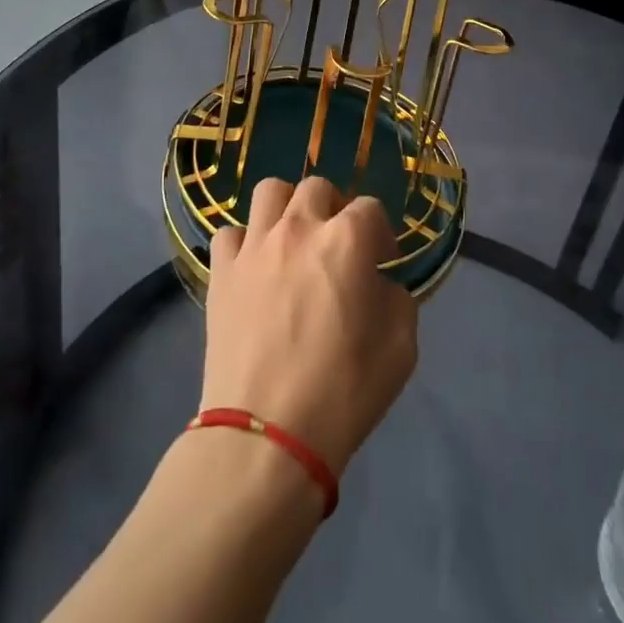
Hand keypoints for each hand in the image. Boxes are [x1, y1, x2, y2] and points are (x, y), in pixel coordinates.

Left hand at [202, 177, 417, 477]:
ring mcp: (255, 245)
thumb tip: (379, 285)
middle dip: (334, 210)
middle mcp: (299, 227)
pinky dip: (245, 243)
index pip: (371, 208)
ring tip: (293, 241)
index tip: (383, 263)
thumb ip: (397, 300)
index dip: (381, 233)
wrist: (267, 434)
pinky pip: (231, 233)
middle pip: (318, 188)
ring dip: (287, 208)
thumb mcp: (401, 348)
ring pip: (270, 191)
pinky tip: (254, 269)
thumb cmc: (343, 392)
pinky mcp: (222, 269)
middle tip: (337, 247)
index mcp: (347, 240)